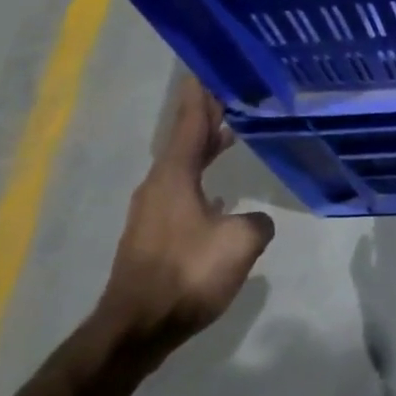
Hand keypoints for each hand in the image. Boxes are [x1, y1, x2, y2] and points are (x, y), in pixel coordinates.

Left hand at [103, 77, 274, 337]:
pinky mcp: (157, 235)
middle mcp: (159, 187)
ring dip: (206, 149)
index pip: (189, 124)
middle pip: (185, 141)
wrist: (138, 327)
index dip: (201, 96)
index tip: (206, 68)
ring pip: (184, 167)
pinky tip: (223, 193)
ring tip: (232, 134)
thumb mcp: (240, 242)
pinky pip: (185, 191)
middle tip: (231, 94)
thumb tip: (253, 220)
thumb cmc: (188, 274)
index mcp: (174, 177)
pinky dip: (204, 179)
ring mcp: (155, 212)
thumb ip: (256, 222)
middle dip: (207, 118)